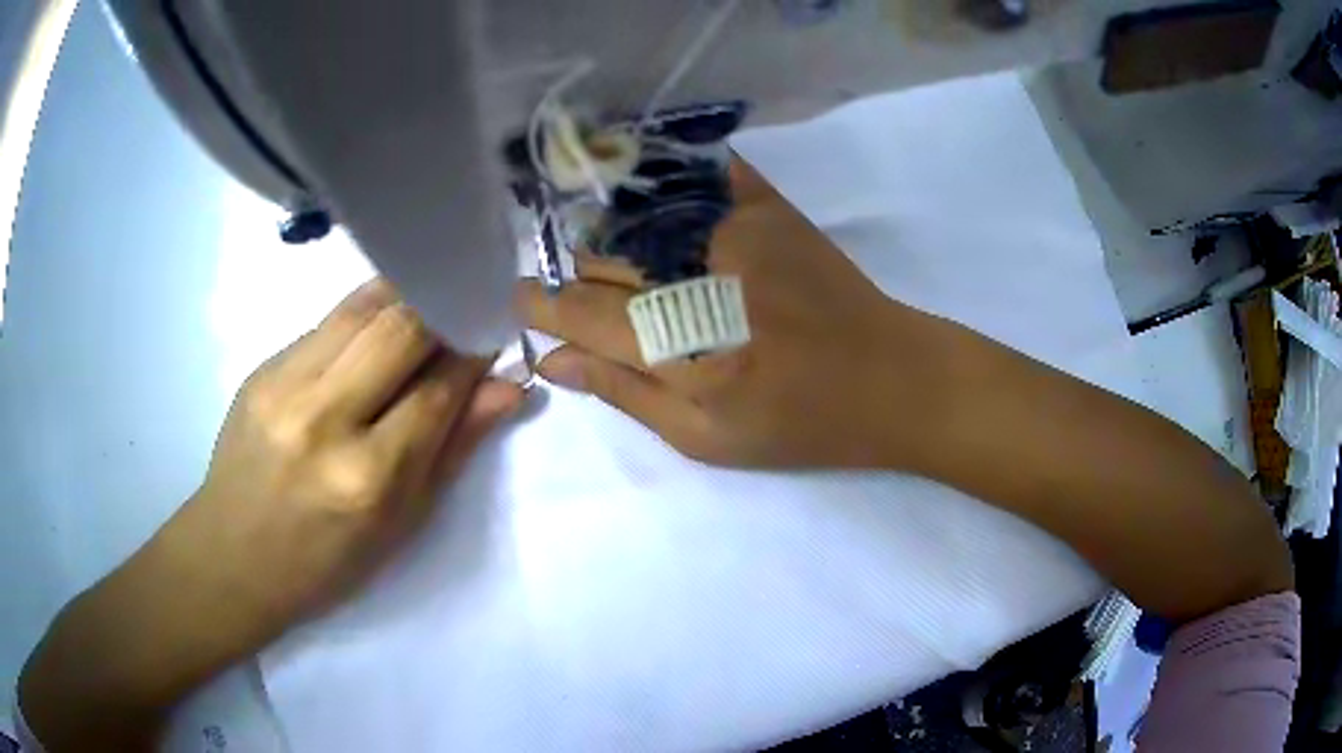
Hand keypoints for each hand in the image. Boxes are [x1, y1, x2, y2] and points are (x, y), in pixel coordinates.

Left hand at [169, 279, 523, 642]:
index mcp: (368, 476)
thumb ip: (454, 449)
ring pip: (362, 309)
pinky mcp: (261, 367)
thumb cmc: (325, 562)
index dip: (473, 356)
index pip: (438, 389)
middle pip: (401, 328)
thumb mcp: (401, 525)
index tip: (491, 338)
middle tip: (460, 318)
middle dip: (443, 313)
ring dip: (406, 301)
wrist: (234, 556)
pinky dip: (364, 316)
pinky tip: (375, 331)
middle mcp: (324, 418)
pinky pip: (327, 322)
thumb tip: (508, 388)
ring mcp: (284, 385)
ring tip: (425, 311)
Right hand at [519, 159, 952, 468]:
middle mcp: (695, 275)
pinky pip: (694, 173)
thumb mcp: (705, 438)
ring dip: (608, 230)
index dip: (541, 304)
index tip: (525, 300)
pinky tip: (648, 194)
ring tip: (611, 252)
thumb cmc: (798, 424)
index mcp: (678, 347)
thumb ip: (625, 394)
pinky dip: (661, 177)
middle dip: (575, 272)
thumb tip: (552, 360)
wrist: (889, 378)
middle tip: (582, 292)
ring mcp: (733, 229)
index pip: (579, 310)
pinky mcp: (766, 206)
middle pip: (600, 256)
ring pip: (633, 214)